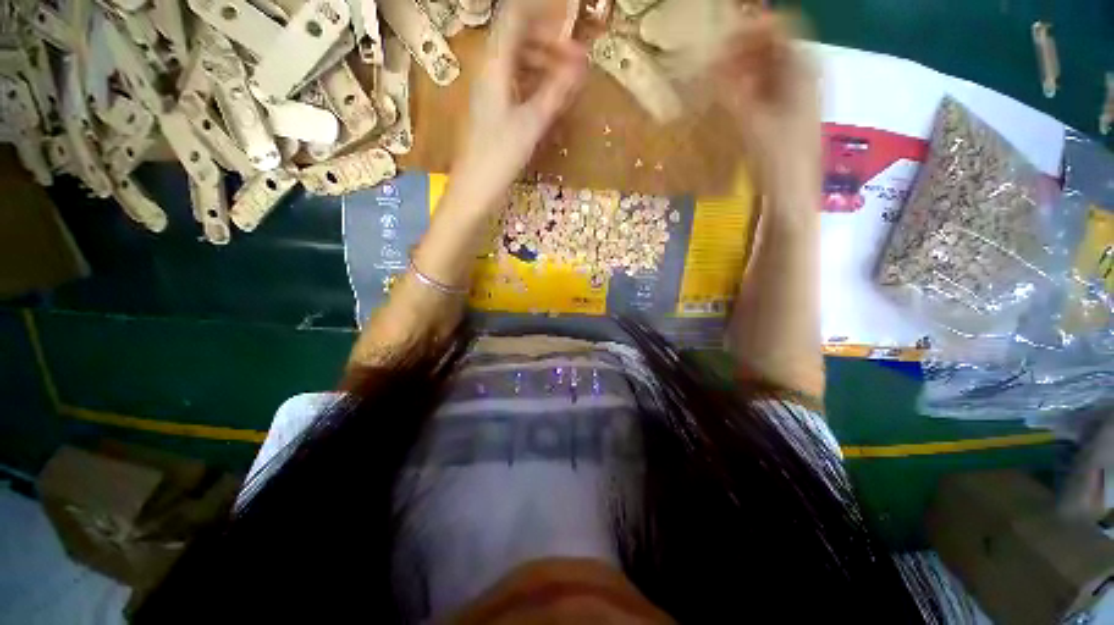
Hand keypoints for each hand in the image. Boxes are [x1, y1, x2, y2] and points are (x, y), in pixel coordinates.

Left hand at [450, 0, 587, 209]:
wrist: (474, 188)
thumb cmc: (499, 156)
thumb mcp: (531, 124)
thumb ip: (556, 91)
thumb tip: (582, 66)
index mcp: (494, 66)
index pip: (515, 17)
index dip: (542, 13)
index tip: (569, 22)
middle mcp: (489, 70)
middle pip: (518, 38)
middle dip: (549, 42)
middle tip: (577, 60)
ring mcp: (489, 89)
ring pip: (517, 61)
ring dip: (543, 63)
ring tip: (568, 80)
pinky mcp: (492, 108)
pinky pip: (515, 82)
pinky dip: (535, 83)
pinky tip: (550, 97)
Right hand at [711, 13, 819, 191]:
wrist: (792, 194)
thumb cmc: (776, 160)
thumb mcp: (750, 122)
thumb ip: (729, 91)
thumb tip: (708, 66)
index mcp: (802, 69)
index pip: (777, 28)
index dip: (747, 30)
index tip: (717, 43)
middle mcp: (805, 74)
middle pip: (773, 46)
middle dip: (741, 50)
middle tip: (712, 65)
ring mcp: (799, 94)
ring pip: (769, 67)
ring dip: (742, 70)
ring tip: (717, 82)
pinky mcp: (789, 112)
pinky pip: (768, 87)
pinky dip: (748, 87)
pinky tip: (732, 101)